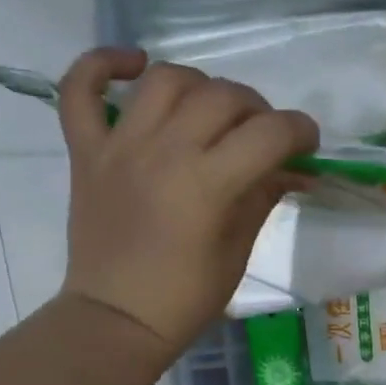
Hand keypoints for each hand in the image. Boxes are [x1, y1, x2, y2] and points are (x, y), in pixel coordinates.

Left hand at [57, 47, 316, 356]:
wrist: (117, 319)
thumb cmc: (186, 298)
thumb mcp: (237, 252)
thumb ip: (261, 199)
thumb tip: (290, 169)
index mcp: (208, 185)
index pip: (269, 133)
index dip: (300, 131)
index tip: (307, 145)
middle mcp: (164, 151)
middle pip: (222, 96)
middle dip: (258, 109)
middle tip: (263, 136)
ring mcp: (119, 146)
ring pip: (165, 80)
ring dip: (200, 85)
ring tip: (210, 110)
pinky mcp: (86, 151)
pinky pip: (78, 89)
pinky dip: (102, 65)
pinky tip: (134, 66)